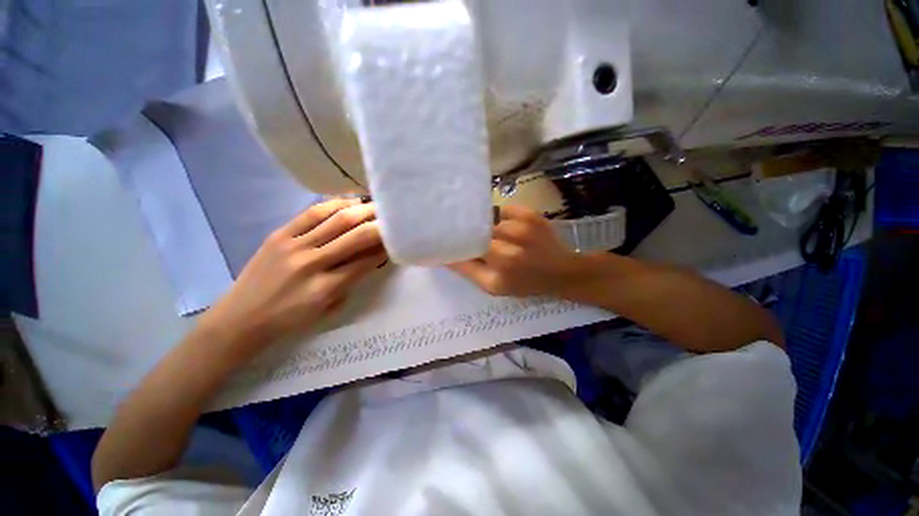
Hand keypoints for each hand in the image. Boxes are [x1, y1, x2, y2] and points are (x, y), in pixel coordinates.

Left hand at [199, 199, 386, 352]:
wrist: (241, 317)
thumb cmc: (290, 319)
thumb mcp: (328, 308)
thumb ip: (352, 281)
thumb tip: (372, 257)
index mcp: (325, 288)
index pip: (365, 261)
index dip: (384, 248)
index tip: (396, 240)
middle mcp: (312, 263)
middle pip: (355, 236)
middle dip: (379, 224)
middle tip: (393, 217)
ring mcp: (293, 246)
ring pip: (336, 219)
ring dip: (361, 210)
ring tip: (376, 205)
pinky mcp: (279, 235)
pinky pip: (312, 213)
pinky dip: (334, 204)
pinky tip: (349, 202)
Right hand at [448, 205, 597, 297]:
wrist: (562, 271)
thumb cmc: (526, 282)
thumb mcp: (494, 287)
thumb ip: (468, 271)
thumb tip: (446, 254)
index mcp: (497, 276)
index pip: (463, 254)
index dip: (454, 245)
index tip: (446, 240)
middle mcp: (508, 253)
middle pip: (475, 234)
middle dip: (471, 234)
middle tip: (472, 236)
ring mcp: (521, 231)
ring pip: (488, 221)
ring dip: (488, 227)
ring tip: (495, 233)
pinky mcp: (530, 215)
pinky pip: (503, 209)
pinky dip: (501, 216)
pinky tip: (507, 225)